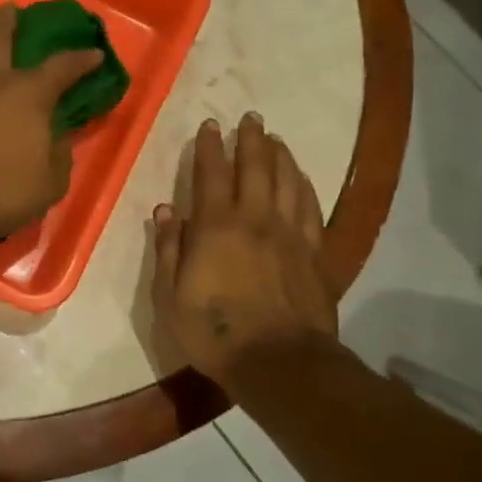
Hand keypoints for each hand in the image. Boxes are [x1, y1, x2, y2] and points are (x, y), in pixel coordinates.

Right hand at [150, 113, 337, 380]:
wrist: (278, 362)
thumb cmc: (214, 332)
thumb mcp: (171, 296)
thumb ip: (169, 249)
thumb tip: (166, 210)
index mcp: (215, 227)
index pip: (212, 175)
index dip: (209, 148)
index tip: (210, 126)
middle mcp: (255, 220)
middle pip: (255, 168)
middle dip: (250, 140)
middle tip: (250, 118)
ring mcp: (290, 235)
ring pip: (287, 182)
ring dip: (280, 156)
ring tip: (275, 139)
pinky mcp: (314, 253)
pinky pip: (310, 208)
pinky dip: (304, 186)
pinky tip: (301, 177)